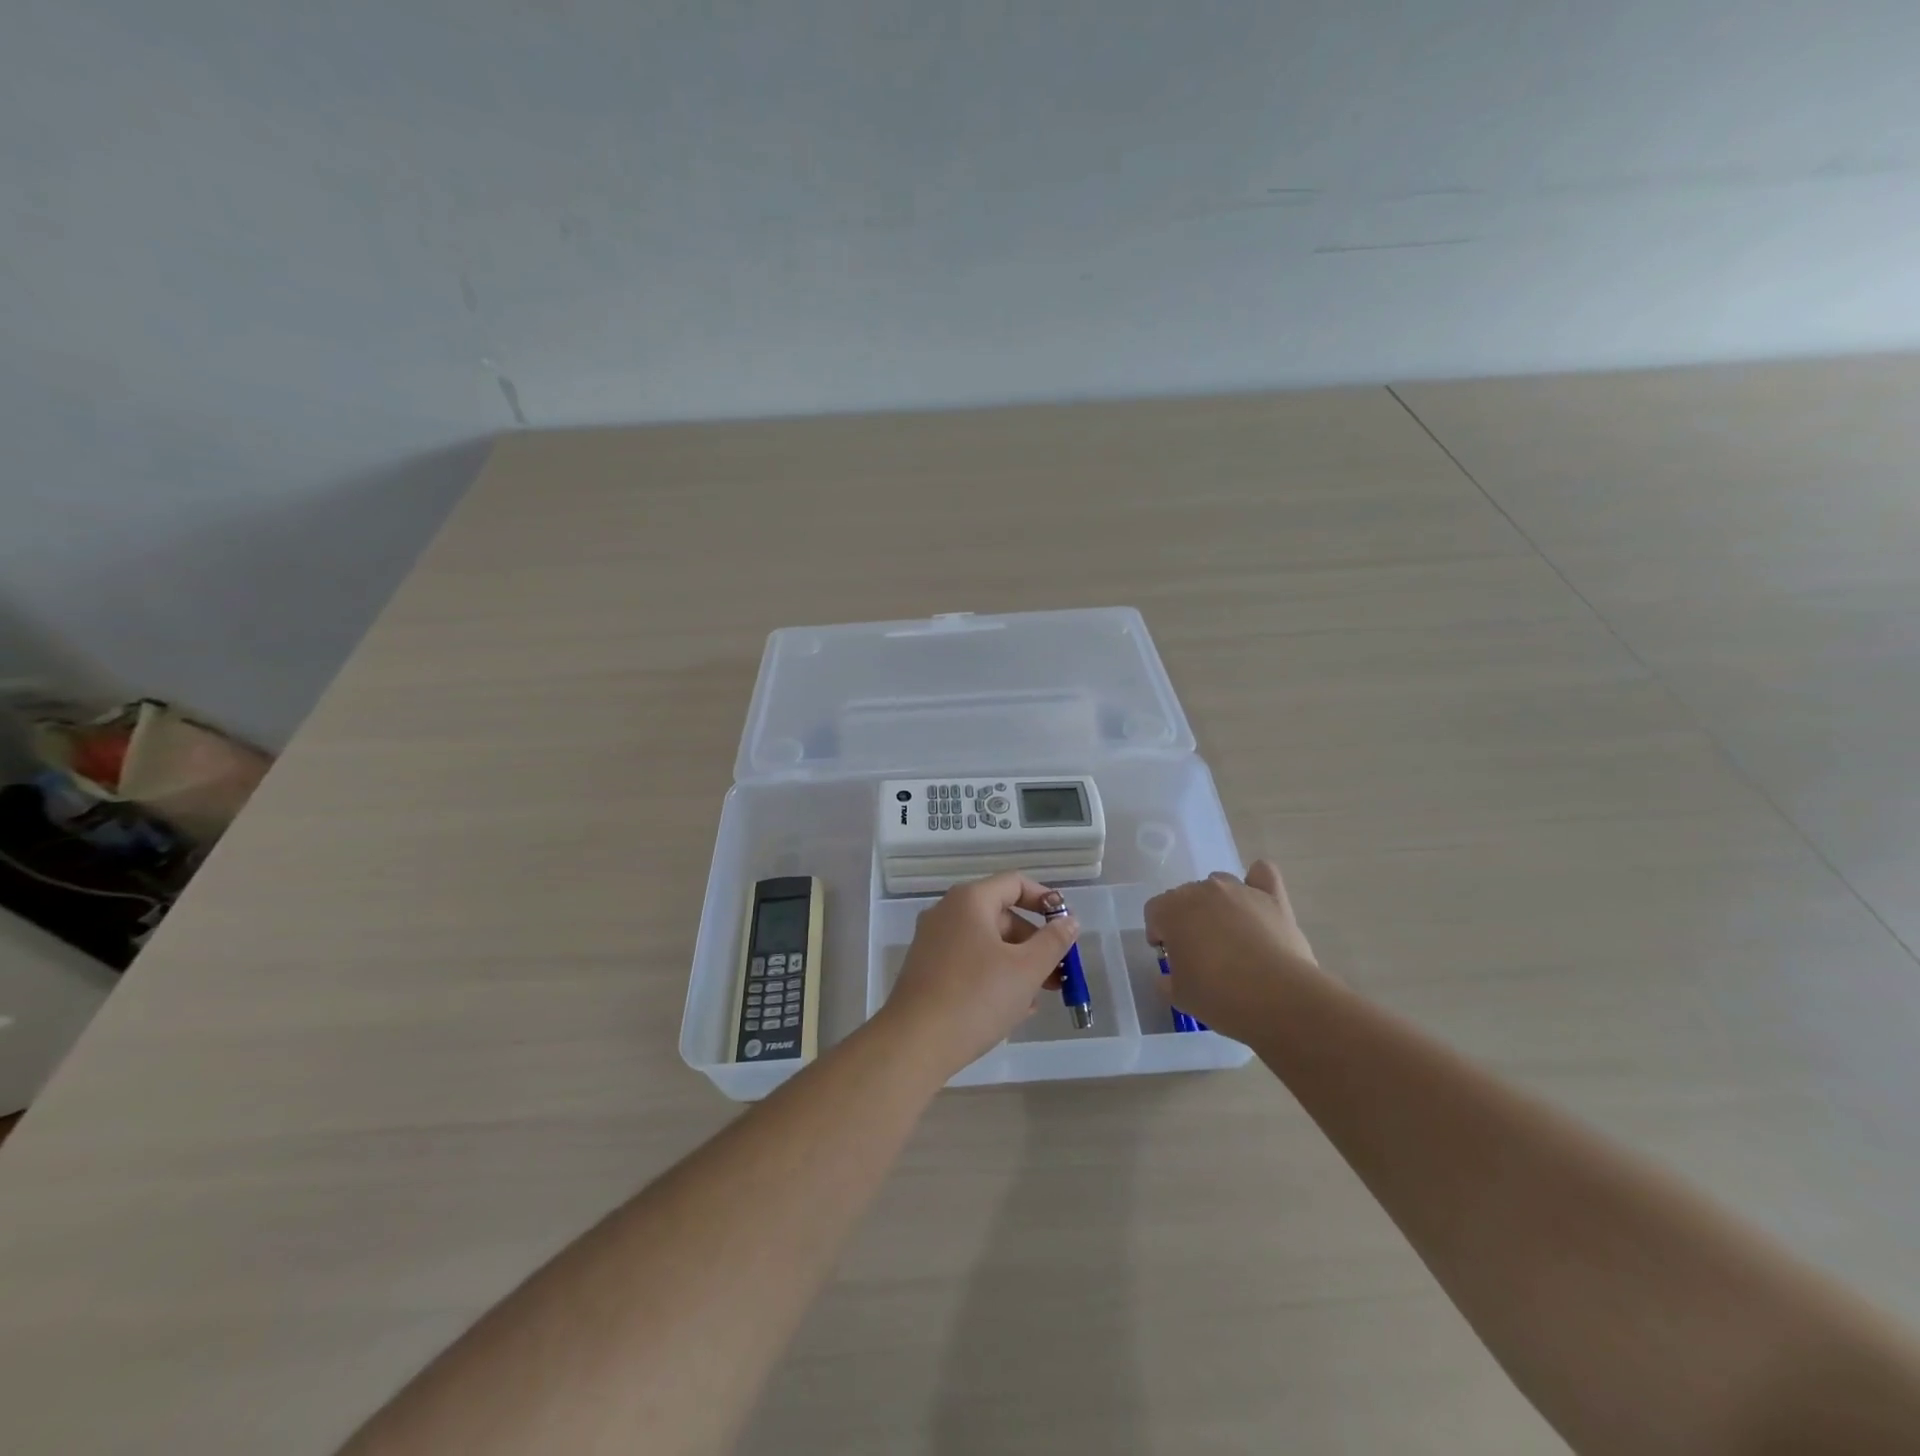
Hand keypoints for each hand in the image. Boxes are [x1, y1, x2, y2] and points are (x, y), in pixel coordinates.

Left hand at [880, 873, 1079, 1076]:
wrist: (914, 1044)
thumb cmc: (976, 997)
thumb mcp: (1026, 970)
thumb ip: (1053, 942)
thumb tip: (1069, 921)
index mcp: (969, 901)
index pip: (1015, 883)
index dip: (1045, 900)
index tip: (1066, 926)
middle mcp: (947, 913)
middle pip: (1002, 915)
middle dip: (1034, 943)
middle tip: (1058, 974)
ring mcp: (933, 942)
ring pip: (986, 944)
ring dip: (1017, 965)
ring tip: (1038, 998)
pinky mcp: (926, 971)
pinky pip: (969, 963)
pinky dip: (993, 977)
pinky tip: (1012, 1010)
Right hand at [1143, 860, 1320, 1039]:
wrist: (1278, 998)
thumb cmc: (1219, 997)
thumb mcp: (1179, 996)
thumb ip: (1168, 980)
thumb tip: (1171, 976)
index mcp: (1172, 910)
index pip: (1154, 911)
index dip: (1159, 933)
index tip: (1170, 956)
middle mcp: (1202, 891)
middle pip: (1186, 896)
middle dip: (1188, 919)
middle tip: (1200, 952)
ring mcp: (1239, 890)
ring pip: (1219, 884)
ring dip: (1217, 904)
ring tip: (1230, 935)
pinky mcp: (1272, 898)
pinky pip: (1262, 874)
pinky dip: (1257, 882)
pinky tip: (1258, 898)